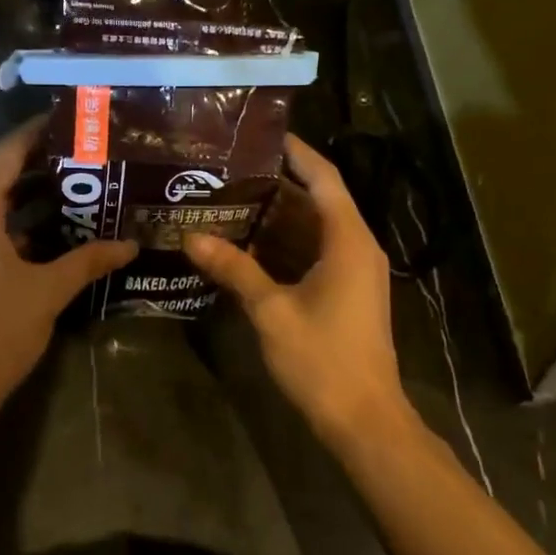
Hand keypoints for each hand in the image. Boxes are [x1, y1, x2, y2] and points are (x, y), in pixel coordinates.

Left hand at [0, 121, 135, 412]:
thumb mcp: (48, 291)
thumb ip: (88, 260)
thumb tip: (130, 245)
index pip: (6, 152)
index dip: (36, 133)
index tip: (69, 122)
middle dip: (28, 158)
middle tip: (72, 151)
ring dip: (15, 187)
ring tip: (62, 182)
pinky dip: (3, 215)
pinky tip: (37, 226)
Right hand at [185, 134, 410, 446]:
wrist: (364, 420)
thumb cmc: (323, 359)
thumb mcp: (271, 310)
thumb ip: (234, 269)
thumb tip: (191, 237)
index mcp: (348, 240)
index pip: (323, 178)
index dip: (295, 152)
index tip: (261, 133)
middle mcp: (356, 247)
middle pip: (314, 202)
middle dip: (273, 186)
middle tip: (227, 171)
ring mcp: (352, 272)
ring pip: (311, 230)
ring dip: (273, 219)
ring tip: (226, 201)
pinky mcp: (345, 293)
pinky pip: (312, 255)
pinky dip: (281, 247)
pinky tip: (243, 246)